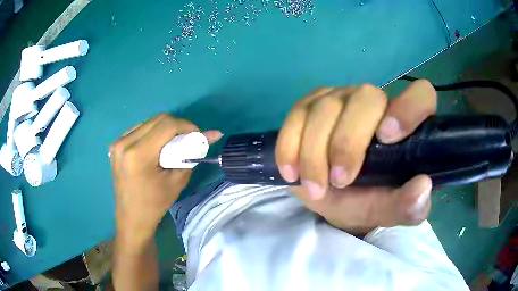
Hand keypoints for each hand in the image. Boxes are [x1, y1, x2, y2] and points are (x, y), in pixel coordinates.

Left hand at [110, 114, 221, 248]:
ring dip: (165, 129)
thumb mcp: (177, 181)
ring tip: (173, 144)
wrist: (131, 217)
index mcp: (138, 155)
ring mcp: (118, 143)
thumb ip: (193, 154)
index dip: (187, 126)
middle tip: (188, 139)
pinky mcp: (116, 145)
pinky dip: (153, 133)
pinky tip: (157, 146)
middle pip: (158, 119)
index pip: (167, 125)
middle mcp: (125, 143)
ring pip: (149, 122)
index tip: (198, 136)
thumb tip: (213, 134)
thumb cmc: (154, 204)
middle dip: (177, 126)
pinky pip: (139, 129)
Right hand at [275, 80, 436, 232]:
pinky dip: (290, 146)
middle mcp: (374, 102)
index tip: (388, 138)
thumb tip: (423, 186)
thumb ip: (408, 206)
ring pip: (326, 108)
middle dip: (348, 142)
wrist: (328, 196)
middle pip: (366, 97)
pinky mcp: (308, 106)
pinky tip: (291, 173)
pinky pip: (296, 115)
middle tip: (340, 181)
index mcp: (404, 124)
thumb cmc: (364, 201)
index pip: (421, 95)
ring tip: (315, 188)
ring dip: (315, 154)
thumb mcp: (386, 210)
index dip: (409, 108)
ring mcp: (339, 99)